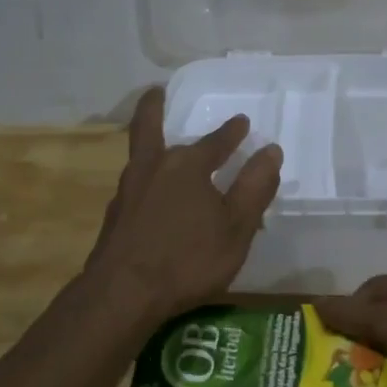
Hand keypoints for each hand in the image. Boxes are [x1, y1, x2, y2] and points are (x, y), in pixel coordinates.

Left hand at [86, 88, 281, 322]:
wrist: (123, 294)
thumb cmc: (188, 259)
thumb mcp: (236, 226)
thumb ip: (254, 188)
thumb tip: (271, 150)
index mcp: (186, 166)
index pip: (214, 142)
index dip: (231, 133)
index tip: (241, 122)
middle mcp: (152, 169)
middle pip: (150, 129)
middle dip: (156, 109)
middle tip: (158, 92)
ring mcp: (128, 192)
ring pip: (139, 156)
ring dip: (149, 142)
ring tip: (159, 143)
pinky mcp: (115, 218)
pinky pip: (135, 186)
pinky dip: (145, 178)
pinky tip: (151, 194)